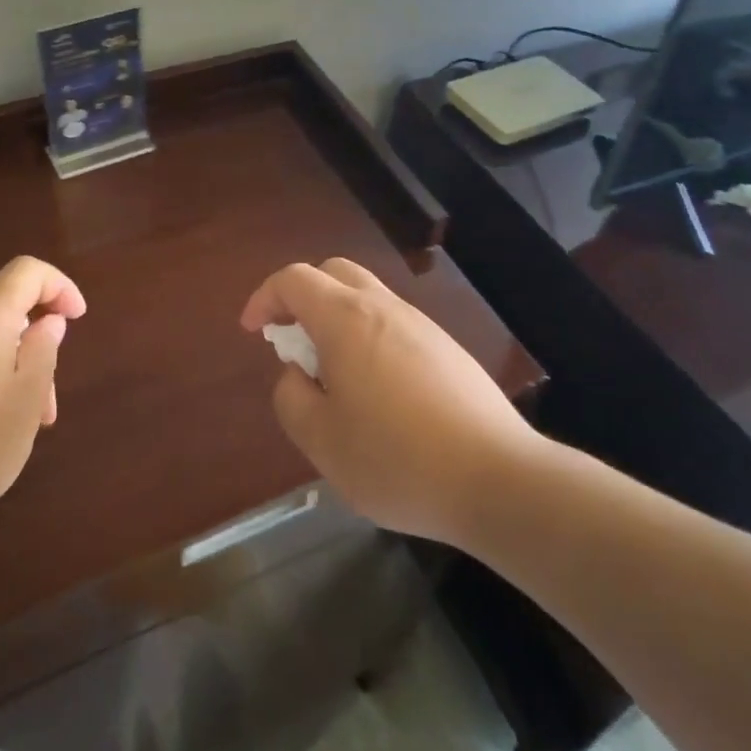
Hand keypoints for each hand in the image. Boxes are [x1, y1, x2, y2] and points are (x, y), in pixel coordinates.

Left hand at [0, 256, 86, 548]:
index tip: (77, 319)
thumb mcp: (25, 401)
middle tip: (46, 408)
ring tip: (16, 432)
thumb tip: (47, 320)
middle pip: (4, 316)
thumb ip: (43, 350)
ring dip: (9, 375)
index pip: (26, 272)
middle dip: (35, 349)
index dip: (59, 286)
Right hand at [241, 258, 534, 544]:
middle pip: (332, 273)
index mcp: (346, 319)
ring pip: (366, 296)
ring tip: (330, 373)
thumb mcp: (322, 441)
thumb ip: (292, 398)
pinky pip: (393, 323)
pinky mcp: (446, 348)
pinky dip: (367, 336)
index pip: (294, 279)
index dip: (265, 297)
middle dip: (301, 296)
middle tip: (290, 339)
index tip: (253, 330)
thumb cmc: (397, 459)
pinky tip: (374, 390)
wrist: (497, 478)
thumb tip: (297, 373)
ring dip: (336, 318)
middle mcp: (383, 307)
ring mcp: (420, 325)